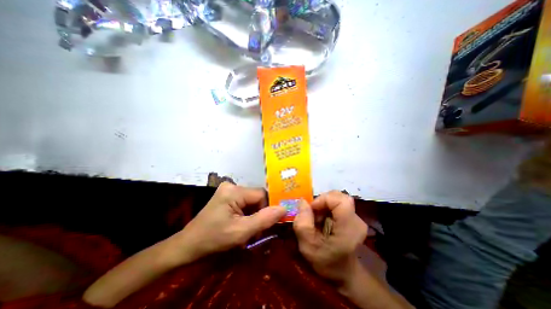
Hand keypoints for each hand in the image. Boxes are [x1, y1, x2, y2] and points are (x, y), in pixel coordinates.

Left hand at [178, 183, 288, 261]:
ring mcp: (228, 190)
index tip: (263, 226)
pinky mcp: (226, 196)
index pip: (261, 195)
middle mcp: (232, 186)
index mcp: (234, 191)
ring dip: (253, 215)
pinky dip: (247, 213)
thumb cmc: (213, 239)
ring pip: (251, 200)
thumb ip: (264, 219)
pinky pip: (245, 202)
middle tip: (255, 231)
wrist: (188, 245)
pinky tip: (241, 224)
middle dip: (259, 214)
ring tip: (247, 229)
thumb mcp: (241, 232)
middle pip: (256, 197)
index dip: (266, 209)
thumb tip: (284, 208)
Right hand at [294, 191, 367, 285]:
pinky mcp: (352, 217)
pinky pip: (337, 203)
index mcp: (349, 227)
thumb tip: (302, 201)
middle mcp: (356, 220)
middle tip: (312, 213)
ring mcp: (356, 218)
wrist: (343, 273)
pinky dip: (326, 207)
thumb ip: (302, 223)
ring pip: (337, 198)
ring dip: (323, 204)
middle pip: (338, 196)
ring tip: (316, 218)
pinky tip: (322, 219)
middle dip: (322, 201)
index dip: (323, 200)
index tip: (312, 209)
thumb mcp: (308, 246)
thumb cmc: (326, 262)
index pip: (340, 200)